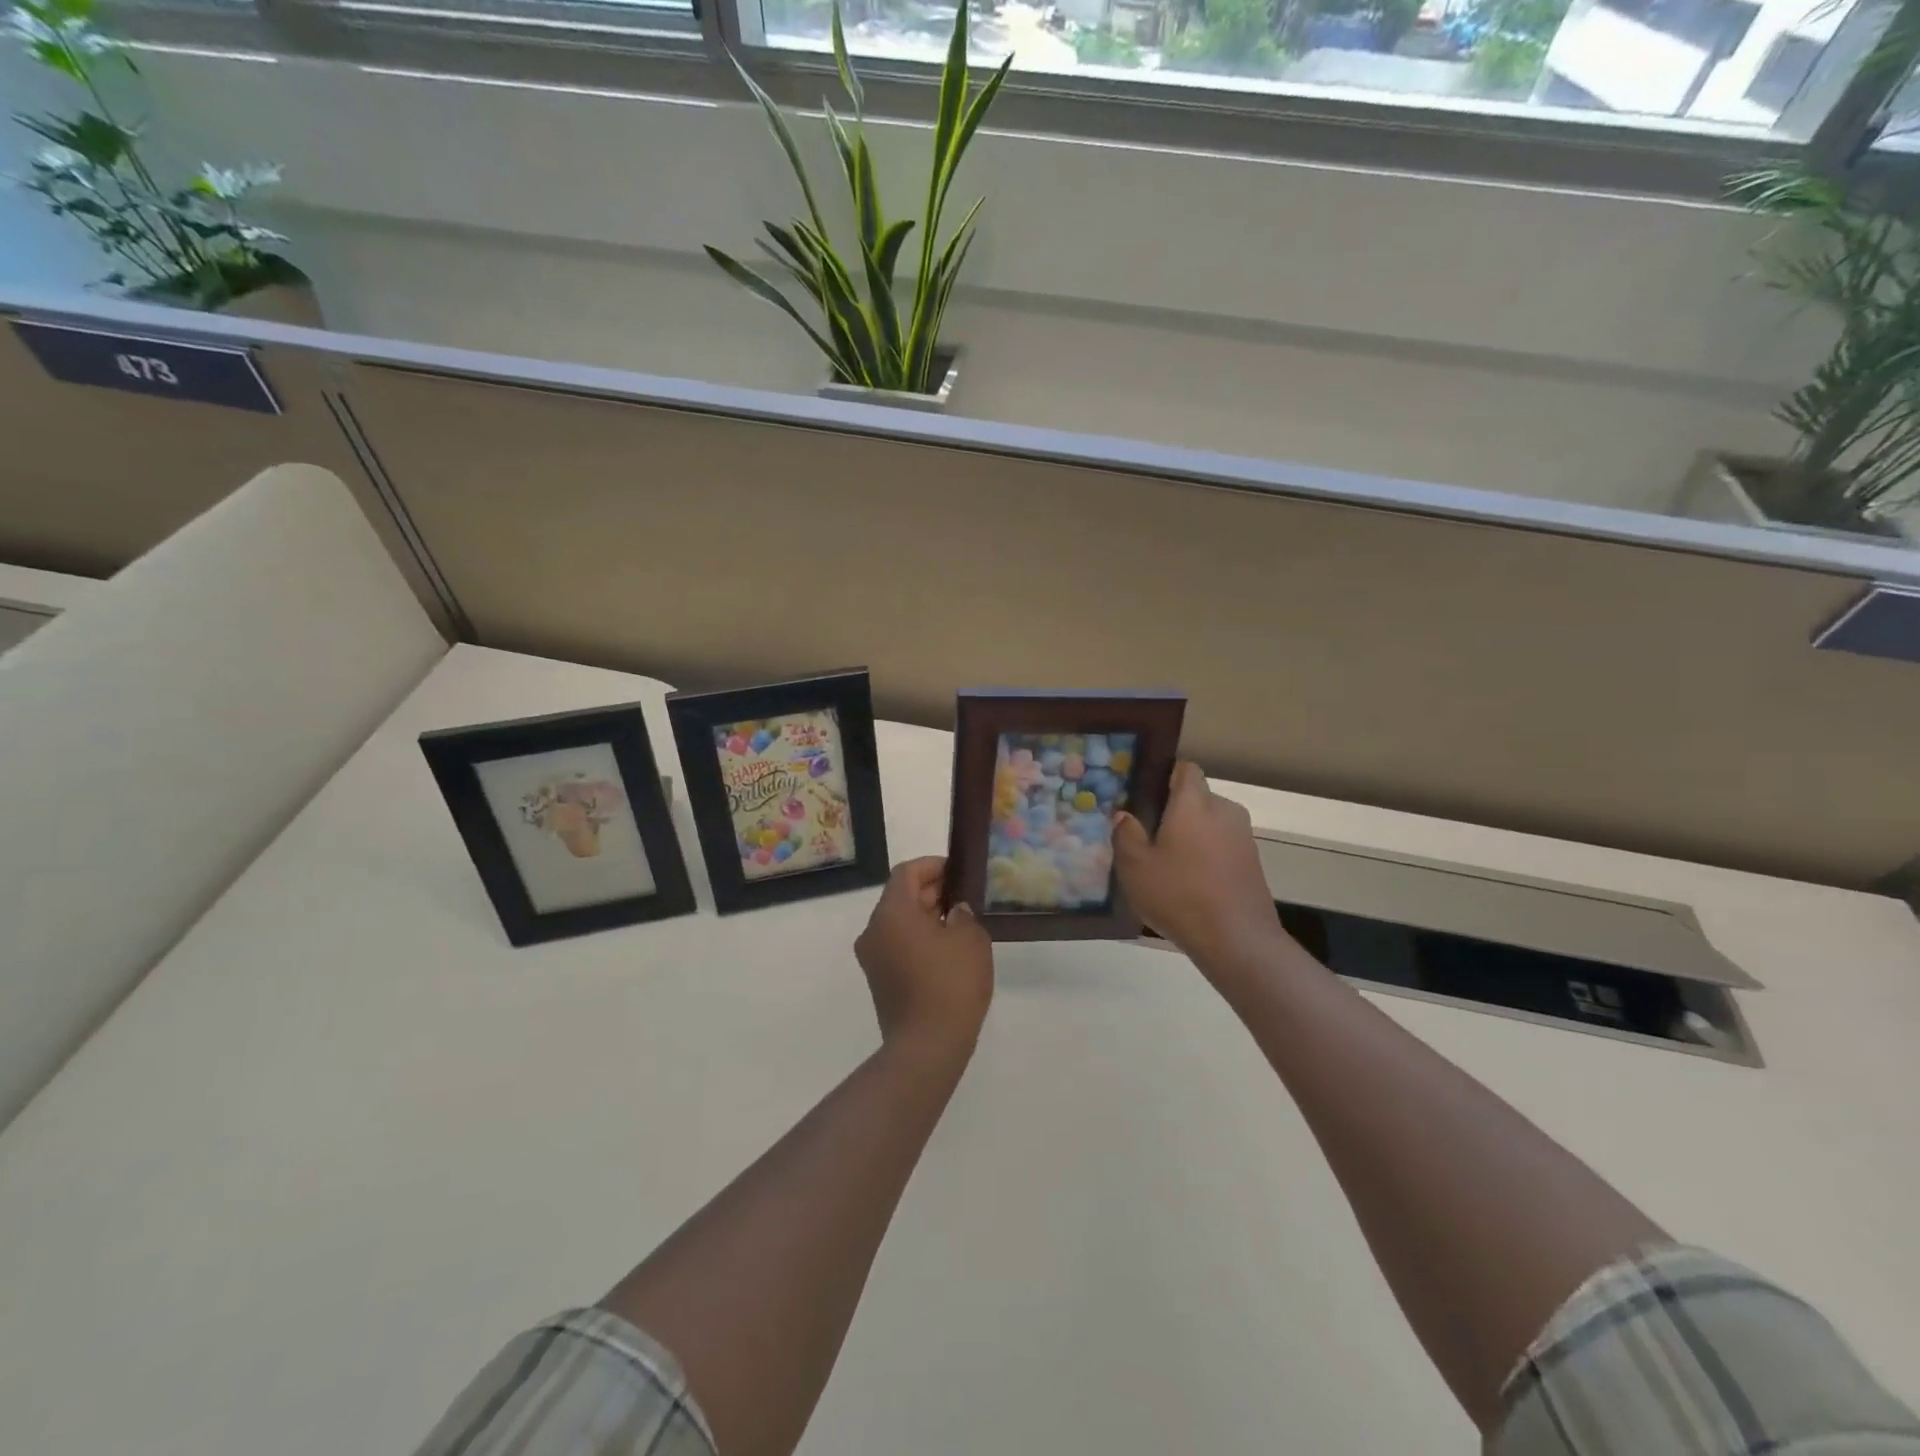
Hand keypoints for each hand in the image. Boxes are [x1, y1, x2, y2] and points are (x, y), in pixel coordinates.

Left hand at [854, 858, 993, 1063]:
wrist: (927, 1046)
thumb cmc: (950, 983)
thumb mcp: (970, 939)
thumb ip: (963, 914)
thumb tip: (954, 911)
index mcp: (891, 912)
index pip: (907, 872)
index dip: (933, 866)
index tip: (959, 872)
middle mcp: (873, 930)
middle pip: (900, 896)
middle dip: (932, 891)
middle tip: (964, 895)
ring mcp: (873, 958)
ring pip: (899, 922)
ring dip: (926, 916)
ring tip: (960, 921)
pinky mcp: (879, 980)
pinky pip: (898, 945)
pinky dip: (919, 938)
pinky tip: (947, 949)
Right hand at [1114, 762, 1286, 976]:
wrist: (1237, 940)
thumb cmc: (1179, 895)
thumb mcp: (1135, 867)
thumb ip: (1126, 835)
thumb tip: (1125, 815)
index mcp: (1194, 802)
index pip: (1185, 769)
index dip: (1165, 775)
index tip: (1145, 795)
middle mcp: (1223, 810)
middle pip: (1197, 798)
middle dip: (1175, 810)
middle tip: (1148, 835)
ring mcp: (1243, 836)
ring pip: (1210, 823)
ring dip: (1191, 835)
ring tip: (1167, 862)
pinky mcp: (1253, 862)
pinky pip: (1223, 845)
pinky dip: (1207, 855)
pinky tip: (1190, 883)